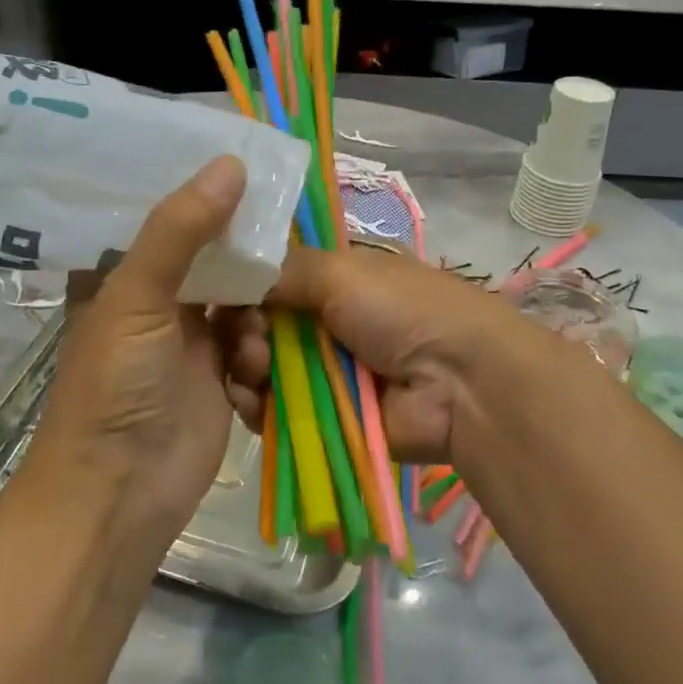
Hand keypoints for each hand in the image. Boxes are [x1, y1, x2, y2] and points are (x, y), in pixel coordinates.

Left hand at [24, 156, 248, 544]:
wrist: (121, 493)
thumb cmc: (115, 386)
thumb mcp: (136, 298)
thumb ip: (180, 230)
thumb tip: (231, 163)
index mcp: (123, 274)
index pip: (167, 215)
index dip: (204, 191)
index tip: (249, 162)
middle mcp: (158, 299)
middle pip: (213, 255)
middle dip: (244, 252)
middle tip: (285, 229)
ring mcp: (192, 339)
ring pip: (242, 298)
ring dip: (255, 313)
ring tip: (247, 339)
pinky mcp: (221, 376)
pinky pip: (254, 343)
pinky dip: (258, 353)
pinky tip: (249, 374)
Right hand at [222, 243, 547, 467]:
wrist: (460, 385)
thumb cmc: (404, 312)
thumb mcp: (343, 272)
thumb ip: (283, 269)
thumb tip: (233, 267)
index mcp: (334, 280)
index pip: (270, 278)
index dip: (243, 285)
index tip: (222, 292)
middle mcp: (323, 322)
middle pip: (258, 324)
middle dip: (241, 330)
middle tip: (249, 338)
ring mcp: (321, 371)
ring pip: (259, 368)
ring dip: (244, 366)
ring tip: (253, 368)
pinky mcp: (320, 416)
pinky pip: (271, 410)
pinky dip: (255, 405)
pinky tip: (248, 400)